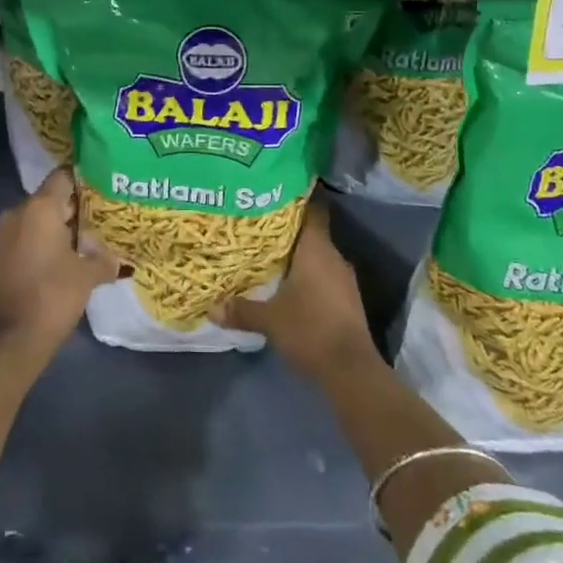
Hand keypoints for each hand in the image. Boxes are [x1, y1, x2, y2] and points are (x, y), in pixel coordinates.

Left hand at [0, 167, 121, 358]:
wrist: (11, 338)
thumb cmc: (53, 295)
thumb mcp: (88, 276)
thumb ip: (103, 259)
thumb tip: (117, 259)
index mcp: (40, 207)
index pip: (63, 177)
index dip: (84, 180)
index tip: (102, 189)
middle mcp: (18, 212)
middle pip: (50, 198)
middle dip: (74, 208)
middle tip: (100, 219)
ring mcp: (3, 234)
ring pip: (36, 219)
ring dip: (57, 228)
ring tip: (83, 241)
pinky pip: (24, 237)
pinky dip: (41, 242)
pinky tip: (62, 258)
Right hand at [209, 199, 378, 380]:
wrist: (351, 370)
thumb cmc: (310, 329)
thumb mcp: (269, 319)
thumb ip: (241, 309)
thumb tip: (211, 307)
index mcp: (317, 249)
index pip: (313, 210)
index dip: (299, 198)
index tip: (277, 192)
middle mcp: (334, 257)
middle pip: (312, 233)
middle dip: (289, 230)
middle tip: (261, 226)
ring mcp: (344, 280)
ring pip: (318, 256)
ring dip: (299, 256)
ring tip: (270, 255)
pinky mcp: (347, 300)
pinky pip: (324, 276)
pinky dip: (308, 276)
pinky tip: (289, 285)